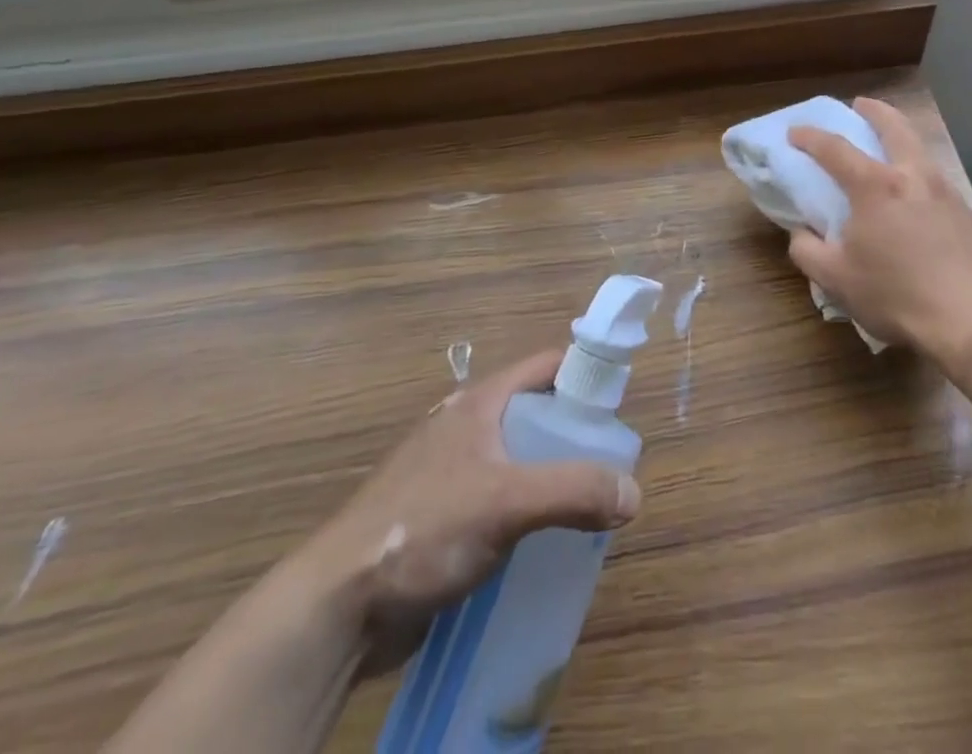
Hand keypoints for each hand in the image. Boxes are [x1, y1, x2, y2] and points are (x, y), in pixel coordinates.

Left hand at [291, 350, 640, 673]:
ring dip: (553, 477)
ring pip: (520, 459)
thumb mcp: (506, 502)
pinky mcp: (444, 516)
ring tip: (588, 507)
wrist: (335, 606)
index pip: (547, 365)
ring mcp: (452, 472)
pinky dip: (528, 510)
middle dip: (575, 436)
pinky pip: (501, 499)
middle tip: (610, 467)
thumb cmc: (422, 530)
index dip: (586, 373)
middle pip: (537, 413)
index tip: (622, 403)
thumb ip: (573, 491)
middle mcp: (468, 426)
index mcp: (480, 402)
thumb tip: (635, 492)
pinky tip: (545, 542)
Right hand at [787, 97, 971, 358]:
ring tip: (888, 144)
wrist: (969, 319)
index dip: (810, 137)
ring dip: (899, 135)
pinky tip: (913, 190)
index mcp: (875, 185)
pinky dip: (916, 167)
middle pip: (893, 126)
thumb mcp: (835, 278)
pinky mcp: (964, 210)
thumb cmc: (895, 294)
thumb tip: (802, 232)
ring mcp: (943, 189)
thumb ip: (807, 250)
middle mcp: (911, 175)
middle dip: (873, 110)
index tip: (795, 133)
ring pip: (919, 147)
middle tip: (859, 105)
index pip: (834, 148)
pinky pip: (934, 174)